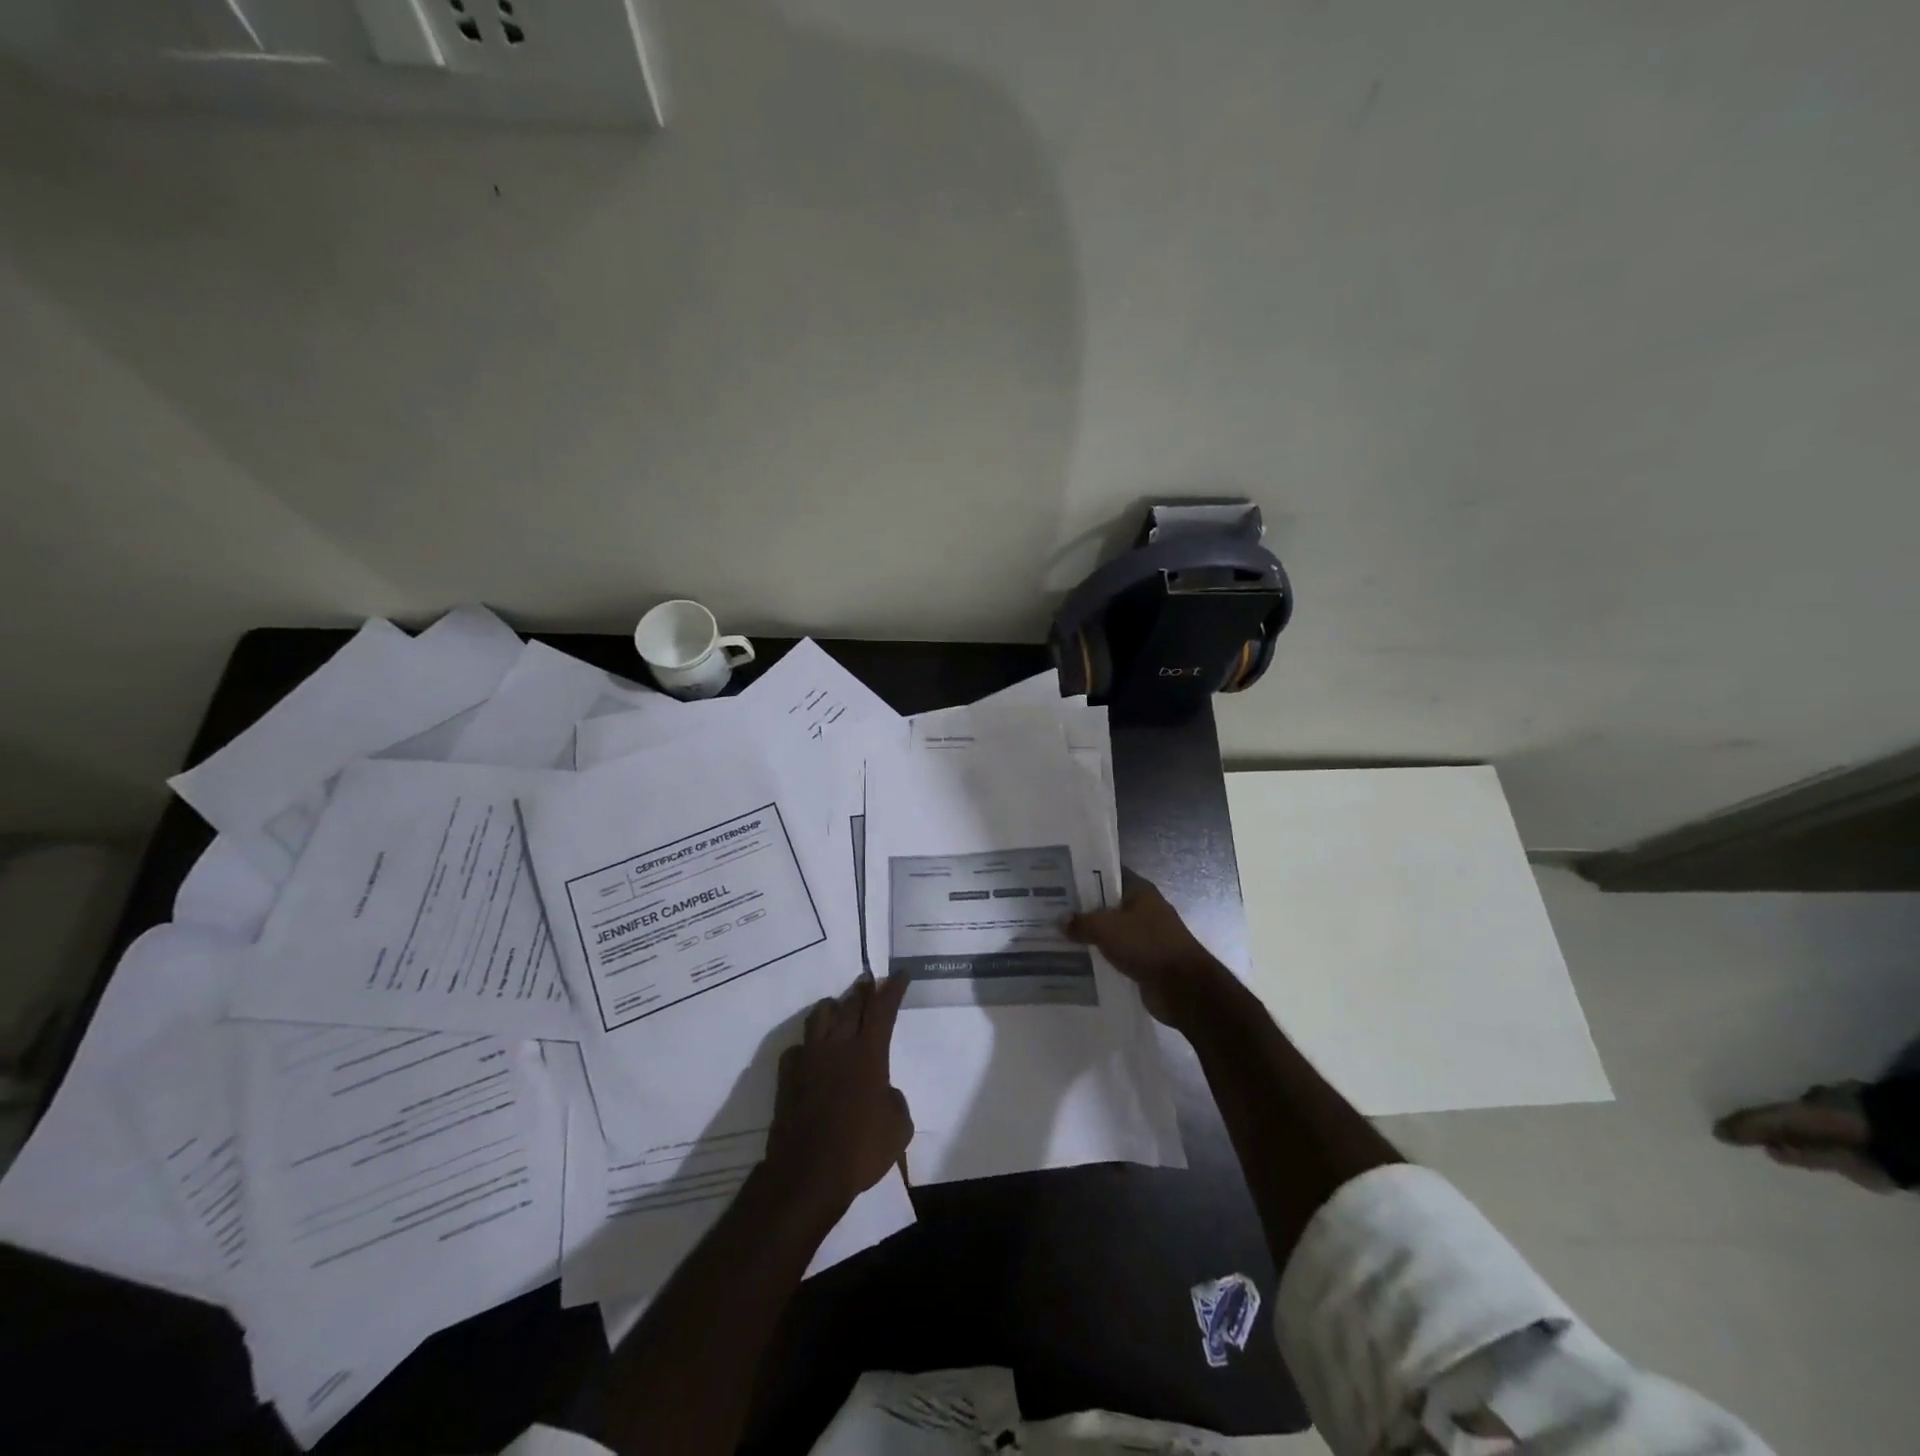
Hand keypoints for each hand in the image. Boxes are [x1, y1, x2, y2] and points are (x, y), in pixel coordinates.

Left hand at [763, 975, 913, 1217]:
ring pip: (819, 1015)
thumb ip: (894, 1099)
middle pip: (850, 1005)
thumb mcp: (898, 1126)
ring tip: (839, 1009)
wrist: (808, 1174)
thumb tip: (883, 1091)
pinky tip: (811, 1053)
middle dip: (863, 991)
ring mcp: (809, 1059)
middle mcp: (838, 1046)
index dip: (893, 989)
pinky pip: (797, 1048)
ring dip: (833, 1007)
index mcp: (868, 1053)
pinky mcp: (787, 1076)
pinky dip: (807, 1045)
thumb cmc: (861, 1150)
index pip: (883, 1010)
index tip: (900, 975)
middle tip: (870, 982)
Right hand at [1063, 870, 1221, 1025]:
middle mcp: (1145, 910)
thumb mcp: (1106, 928)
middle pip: (1109, 904)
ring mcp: (1148, 936)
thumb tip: (1060, 920)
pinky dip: (1102, 956)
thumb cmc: (1146, 945)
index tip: (1061, 879)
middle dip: (1084, 907)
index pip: (1109, 874)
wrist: (1183, 988)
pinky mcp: (1146, 961)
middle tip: (1053, 909)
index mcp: (1141, 891)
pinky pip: (1118, 953)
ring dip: (1092, 935)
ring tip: (1060, 935)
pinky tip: (1079, 960)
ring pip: (1113, 930)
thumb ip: (1082, 922)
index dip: (1086, 875)